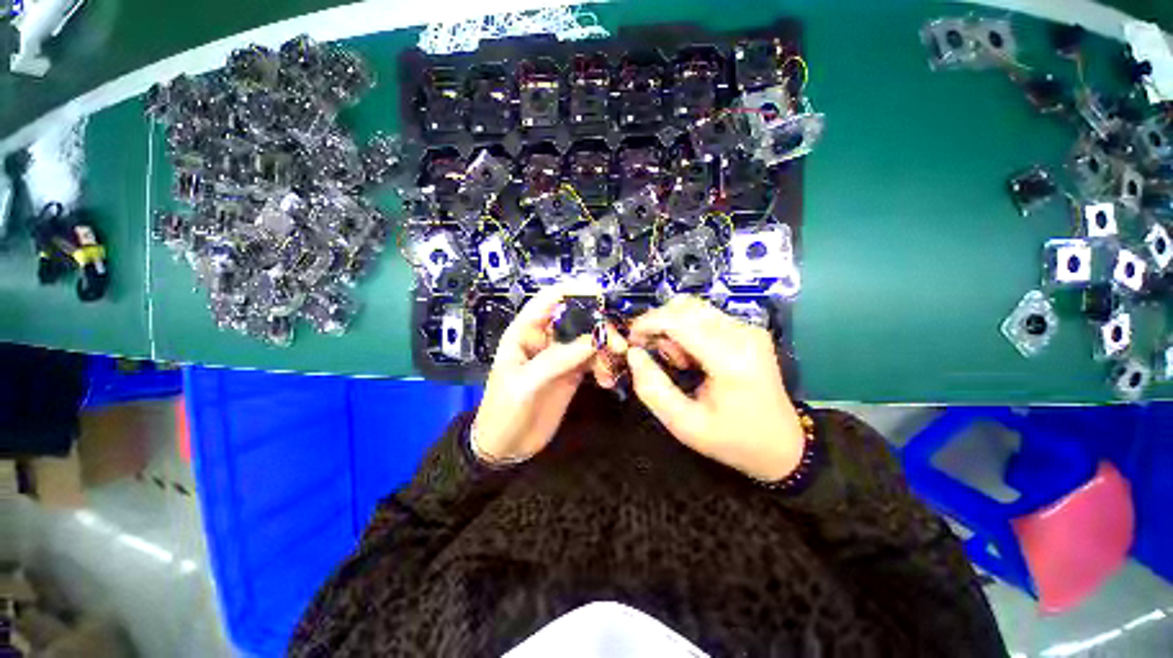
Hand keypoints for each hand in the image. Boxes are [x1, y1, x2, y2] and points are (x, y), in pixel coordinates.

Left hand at [471, 286, 597, 463]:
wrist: (505, 447)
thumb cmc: (504, 410)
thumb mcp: (525, 383)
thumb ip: (557, 359)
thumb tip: (593, 339)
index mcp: (526, 331)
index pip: (550, 299)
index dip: (574, 291)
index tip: (602, 295)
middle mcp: (546, 338)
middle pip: (578, 318)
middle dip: (600, 326)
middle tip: (617, 345)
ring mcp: (561, 355)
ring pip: (590, 339)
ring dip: (606, 349)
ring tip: (611, 370)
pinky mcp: (573, 373)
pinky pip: (594, 360)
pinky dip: (605, 366)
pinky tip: (607, 381)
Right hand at [626, 296, 804, 481]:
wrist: (783, 446)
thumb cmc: (733, 440)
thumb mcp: (684, 424)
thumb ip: (652, 388)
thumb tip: (633, 354)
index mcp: (730, 359)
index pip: (679, 320)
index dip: (647, 323)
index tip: (630, 340)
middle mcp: (743, 334)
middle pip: (685, 306)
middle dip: (659, 324)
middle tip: (653, 354)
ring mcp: (749, 329)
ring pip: (694, 307)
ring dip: (673, 327)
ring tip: (676, 361)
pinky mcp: (749, 330)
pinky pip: (706, 316)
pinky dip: (687, 330)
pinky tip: (691, 357)